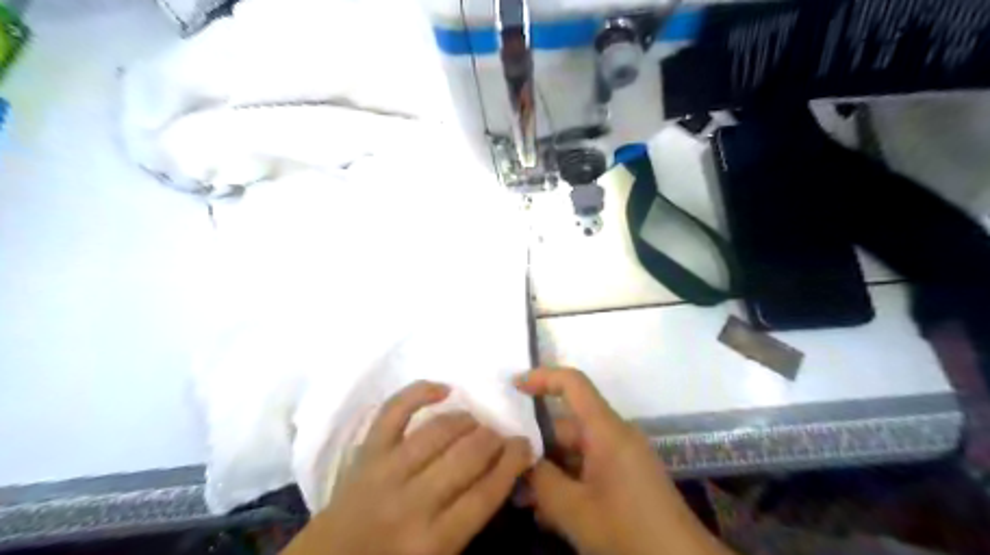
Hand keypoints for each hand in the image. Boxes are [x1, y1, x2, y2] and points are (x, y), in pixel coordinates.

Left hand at [285, 381, 533, 554]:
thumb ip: (471, 522)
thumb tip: (502, 477)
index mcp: (434, 541)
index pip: (486, 492)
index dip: (513, 462)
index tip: (525, 446)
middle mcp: (413, 501)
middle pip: (468, 456)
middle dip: (494, 440)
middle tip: (501, 437)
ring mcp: (386, 470)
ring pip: (440, 431)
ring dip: (467, 421)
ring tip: (476, 424)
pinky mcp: (365, 451)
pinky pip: (394, 411)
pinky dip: (420, 392)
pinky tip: (443, 389)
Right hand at [515, 368, 728, 553]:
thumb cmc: (628, 531)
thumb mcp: (575, 510)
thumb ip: (541, 481)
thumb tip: (520, 459)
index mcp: (606, 430)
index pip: (573, 384)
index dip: (542, 377)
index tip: (513, 387)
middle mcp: (614, 436)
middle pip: (567, 425)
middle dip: (536, 445)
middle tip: (508, 469)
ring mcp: (621, 457)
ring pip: (575, 452)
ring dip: (550, 471)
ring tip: (523, 499)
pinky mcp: (625, 477)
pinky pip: (588, 468)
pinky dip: (568, 482)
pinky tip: (548, 512)